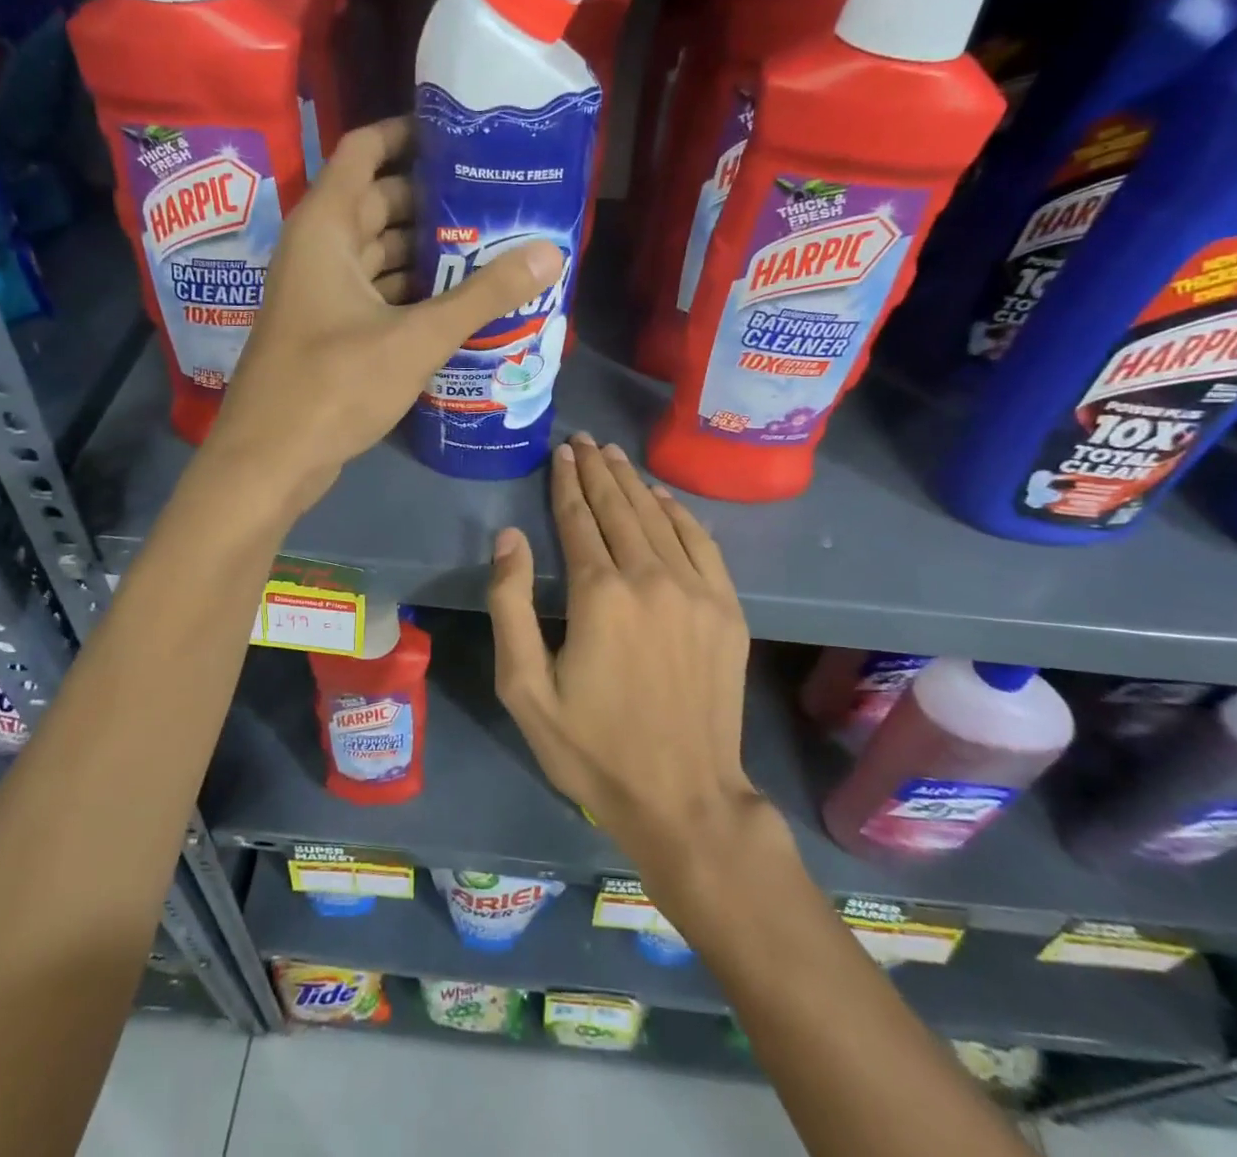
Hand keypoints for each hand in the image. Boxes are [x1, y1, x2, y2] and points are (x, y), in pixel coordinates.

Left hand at [207, 118, 562, 508]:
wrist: (271, 461)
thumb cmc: (334, 386)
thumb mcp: (416, 338)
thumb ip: (483, 296)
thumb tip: (550, 253)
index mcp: (327, 227)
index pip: (365, 150)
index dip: (410, 133)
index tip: (465, 137)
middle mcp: (320, 250)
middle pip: (382, 203)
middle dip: (436, 200)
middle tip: (499, 201)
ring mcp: (322, 293)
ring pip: (381, 253)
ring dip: (429, 252)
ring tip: (493, 248)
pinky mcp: (330, 331)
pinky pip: (378, 293)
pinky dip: (413, 292)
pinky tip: (459, 302)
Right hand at [488, 434, 764, 872]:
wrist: (684, 798)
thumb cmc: (592, 748)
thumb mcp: (525, 688)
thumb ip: (511, 605)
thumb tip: (510, 537)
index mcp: (599, 594)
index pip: (578, 519)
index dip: (566, 482)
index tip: (561, 452)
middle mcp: (650, 577)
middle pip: (618, 508)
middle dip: (597, 471)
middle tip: (584, 440)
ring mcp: (696, 591)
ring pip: (658, 518)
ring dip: (632, 482)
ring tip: (613, 456)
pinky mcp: (726, 609)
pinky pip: (701, 542)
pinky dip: (679, 513)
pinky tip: (662, 496)